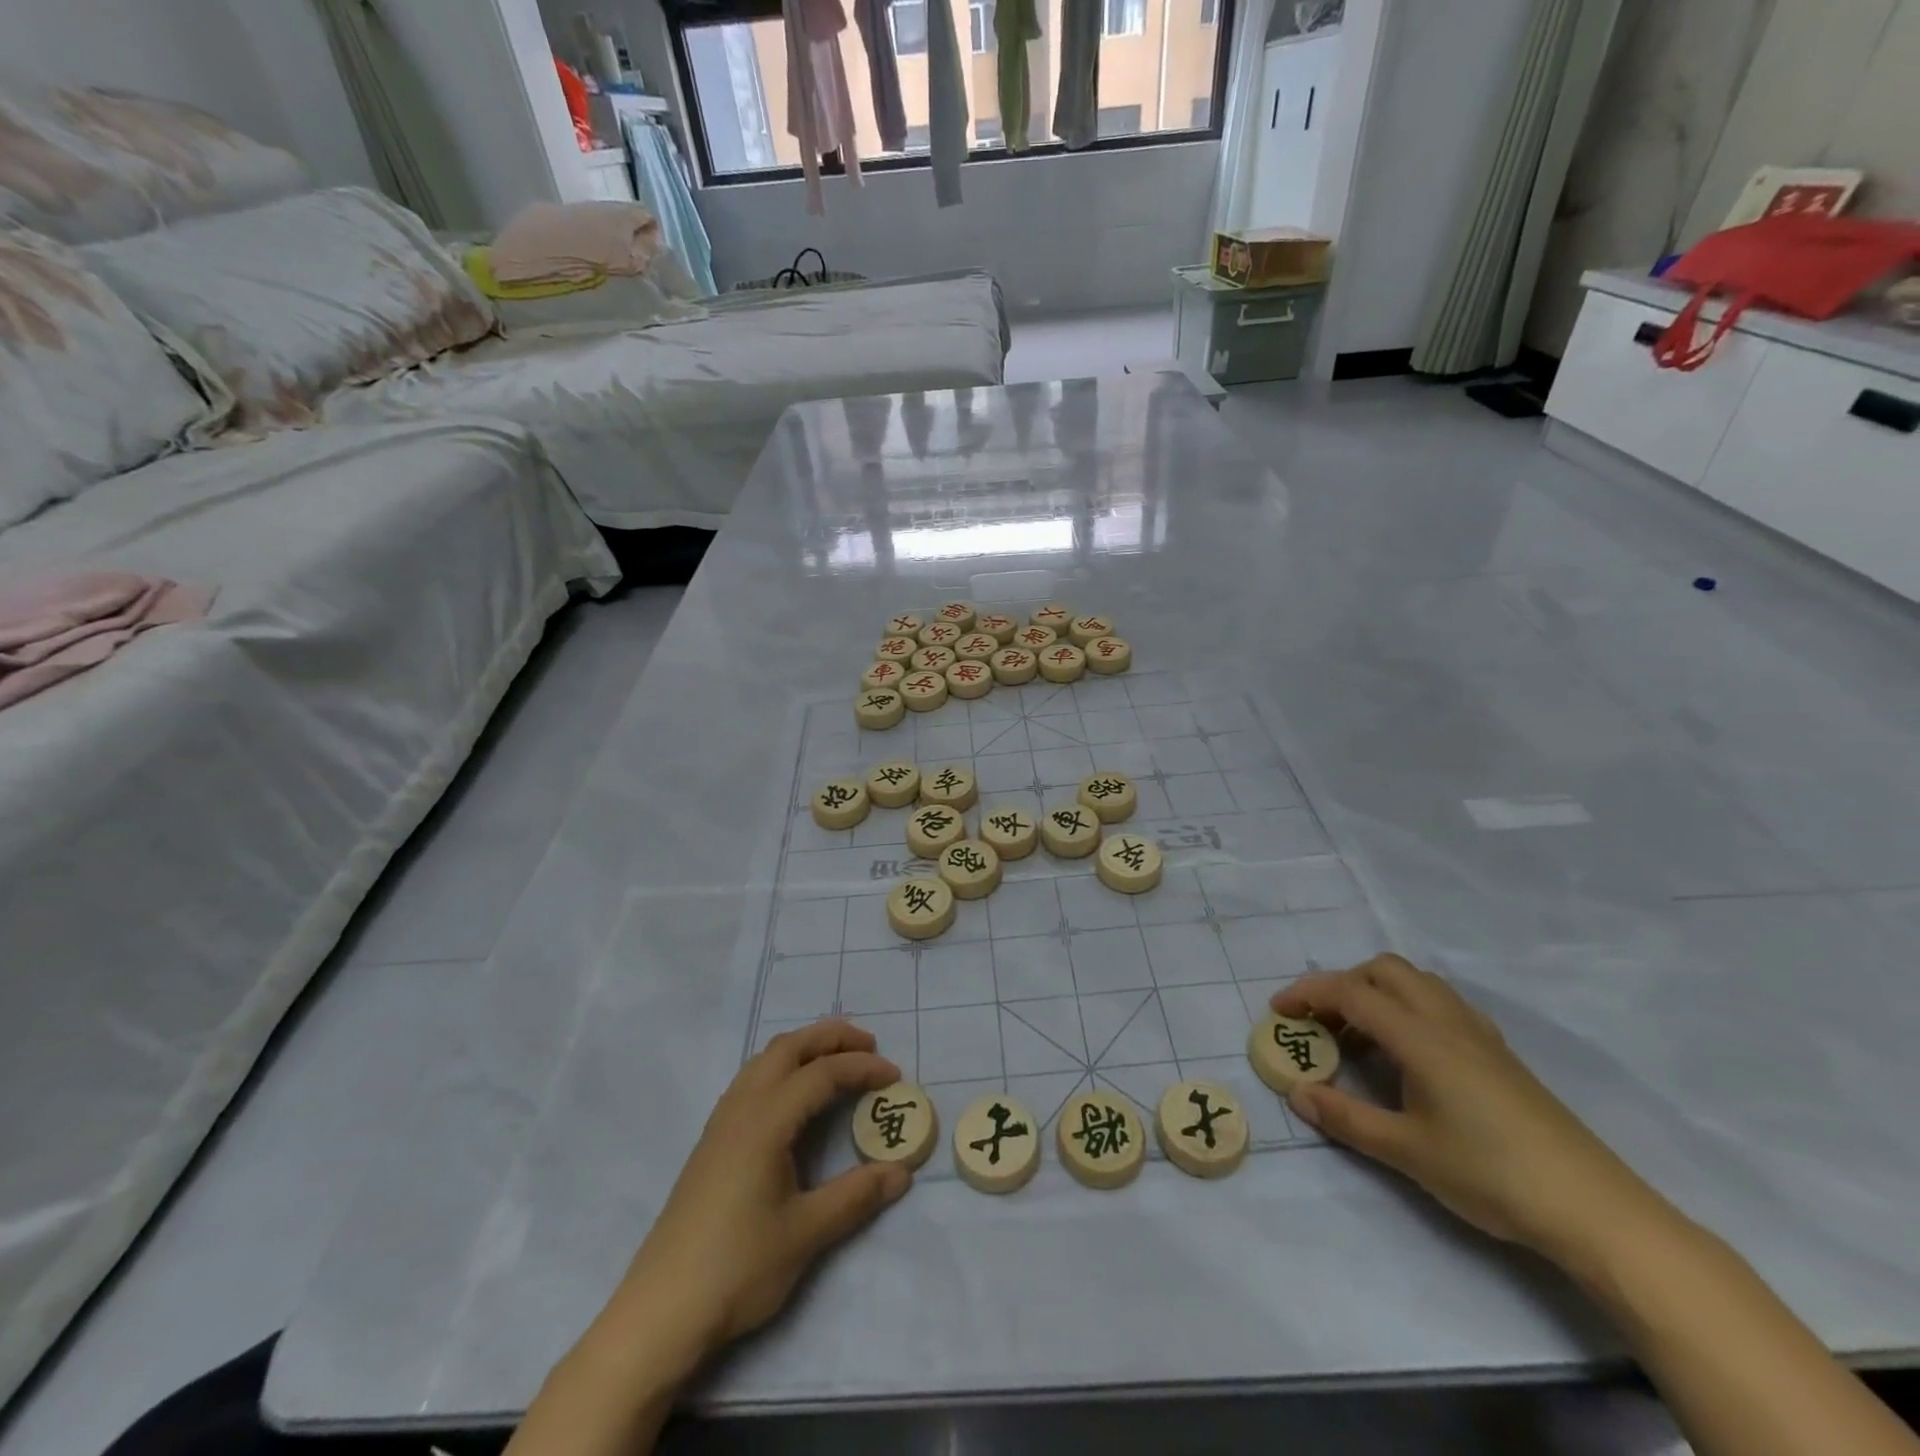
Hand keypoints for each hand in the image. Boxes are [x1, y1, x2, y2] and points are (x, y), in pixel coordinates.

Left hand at [606, 1019, 912, 1367]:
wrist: (660, 1311)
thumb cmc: (737, 1268)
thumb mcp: (805, 1234)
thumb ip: (856, 1196)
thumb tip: (902, 1172)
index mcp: (766, 1121)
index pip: (822, 1074)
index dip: (862, 1068)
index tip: (895, 1076)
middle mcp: (742, 1107)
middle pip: (789, 1047)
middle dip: (831, 1037)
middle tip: (868, 1046)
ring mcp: (721, 1121)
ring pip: (765, 1059)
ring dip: (804, 1048)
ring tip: (837, 1061)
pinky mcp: (712, 1141)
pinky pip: (752, 1079)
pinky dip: (783, 1067)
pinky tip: (795, 1097)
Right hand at [1274, 956, 1657, 1263]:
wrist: (1594, 1209)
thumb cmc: (1491, 1174)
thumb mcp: (1407, 1151)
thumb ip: (1346, 1118)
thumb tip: (1297, 1093)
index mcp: (1420, 1036)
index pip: (1351, 992)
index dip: (1308, 993)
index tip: (1278, 1012)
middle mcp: (1446, 1021)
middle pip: (1384, 971)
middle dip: (1343, 984)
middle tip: (1321, 1022)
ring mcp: (1478, 1035)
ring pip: (1416, 983)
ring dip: (1377, 994)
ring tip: (1360, 1039)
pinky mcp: (1498, 1055)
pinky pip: (1441, 1005)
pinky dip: (1409, 1010)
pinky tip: (1408, 1055)